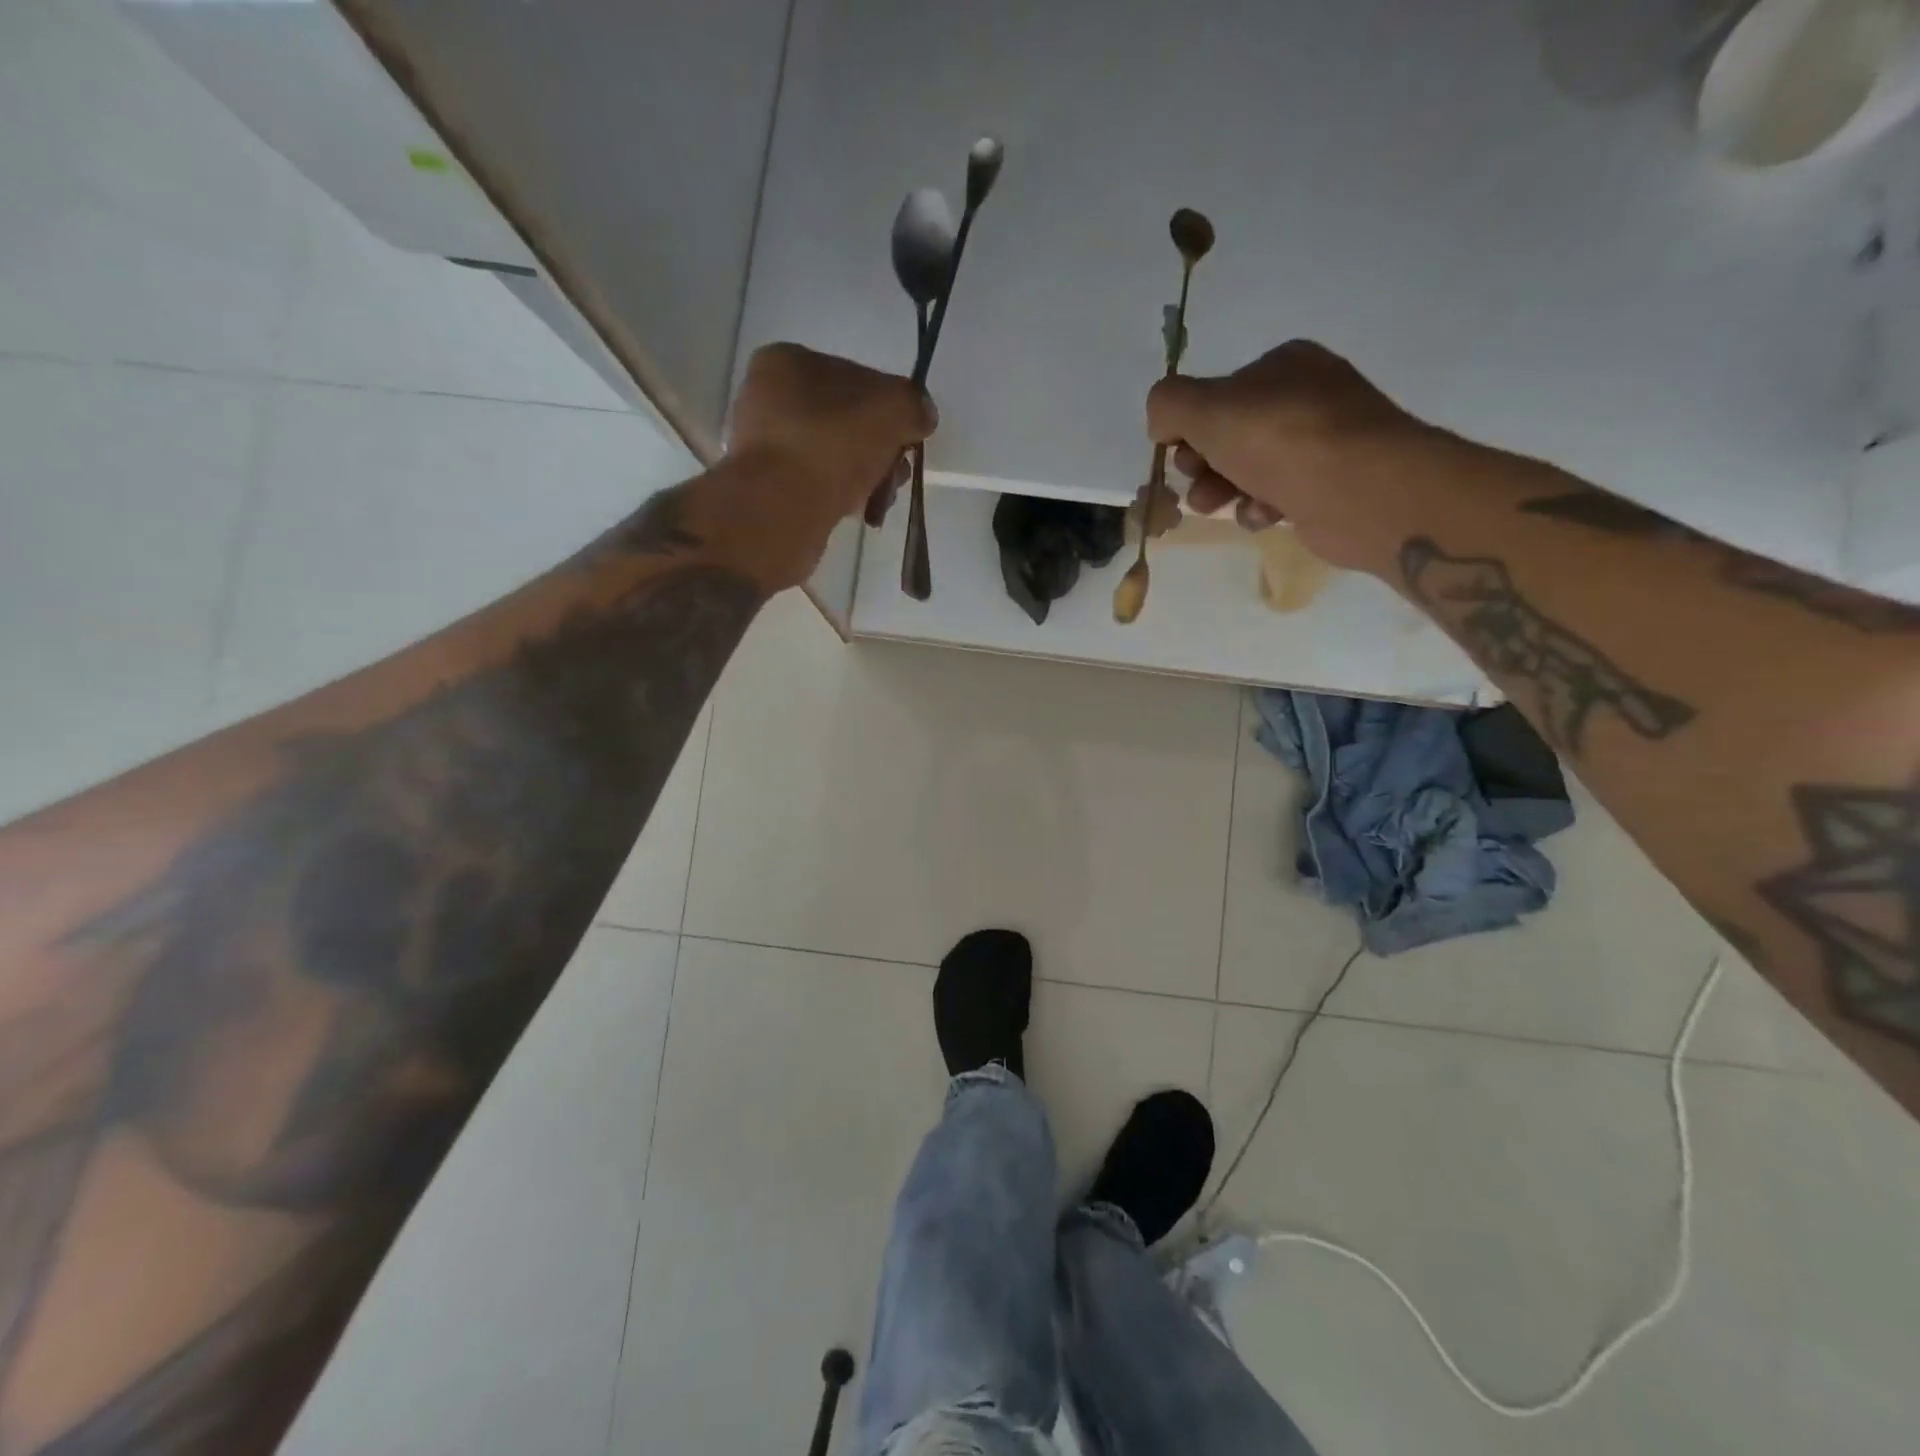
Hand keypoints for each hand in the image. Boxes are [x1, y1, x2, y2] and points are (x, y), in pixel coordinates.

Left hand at [714, 344, 935, 588]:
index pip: (857, 376)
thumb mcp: (891, 409)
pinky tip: (859, 511)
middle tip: (898, 473)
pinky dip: (844, 496)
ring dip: (867, 475)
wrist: (779, 511)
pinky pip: (820, 485)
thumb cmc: (831, 445)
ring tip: (881, 499)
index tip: (908, 437)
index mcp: (786, 362)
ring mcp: (766, 447)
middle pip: (848, 420)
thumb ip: (913, 404)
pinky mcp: (770, 489)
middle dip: (881, 447)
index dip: (891, 407)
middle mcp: (767, 398)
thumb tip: (921, 415)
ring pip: (836, 456)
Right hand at [1146, 341, 1437, 573]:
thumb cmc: (1279, 440)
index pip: (1216, 394)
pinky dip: (1260, 507)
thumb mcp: (1205, 409)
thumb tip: (1162, 422)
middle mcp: (1305, 395)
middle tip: (1197, 483)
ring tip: (1217, 506)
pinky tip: (1263, 515)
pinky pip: (1277, 495)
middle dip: (1203, 463)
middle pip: (1229, 434)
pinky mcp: (1329, 484)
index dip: (1188, 427)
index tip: (1178, 452)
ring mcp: (1322, 441)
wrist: (1360, 489)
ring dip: (1223, 490)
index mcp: (1283, 364)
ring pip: (1249, 468)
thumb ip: (1168, 404)